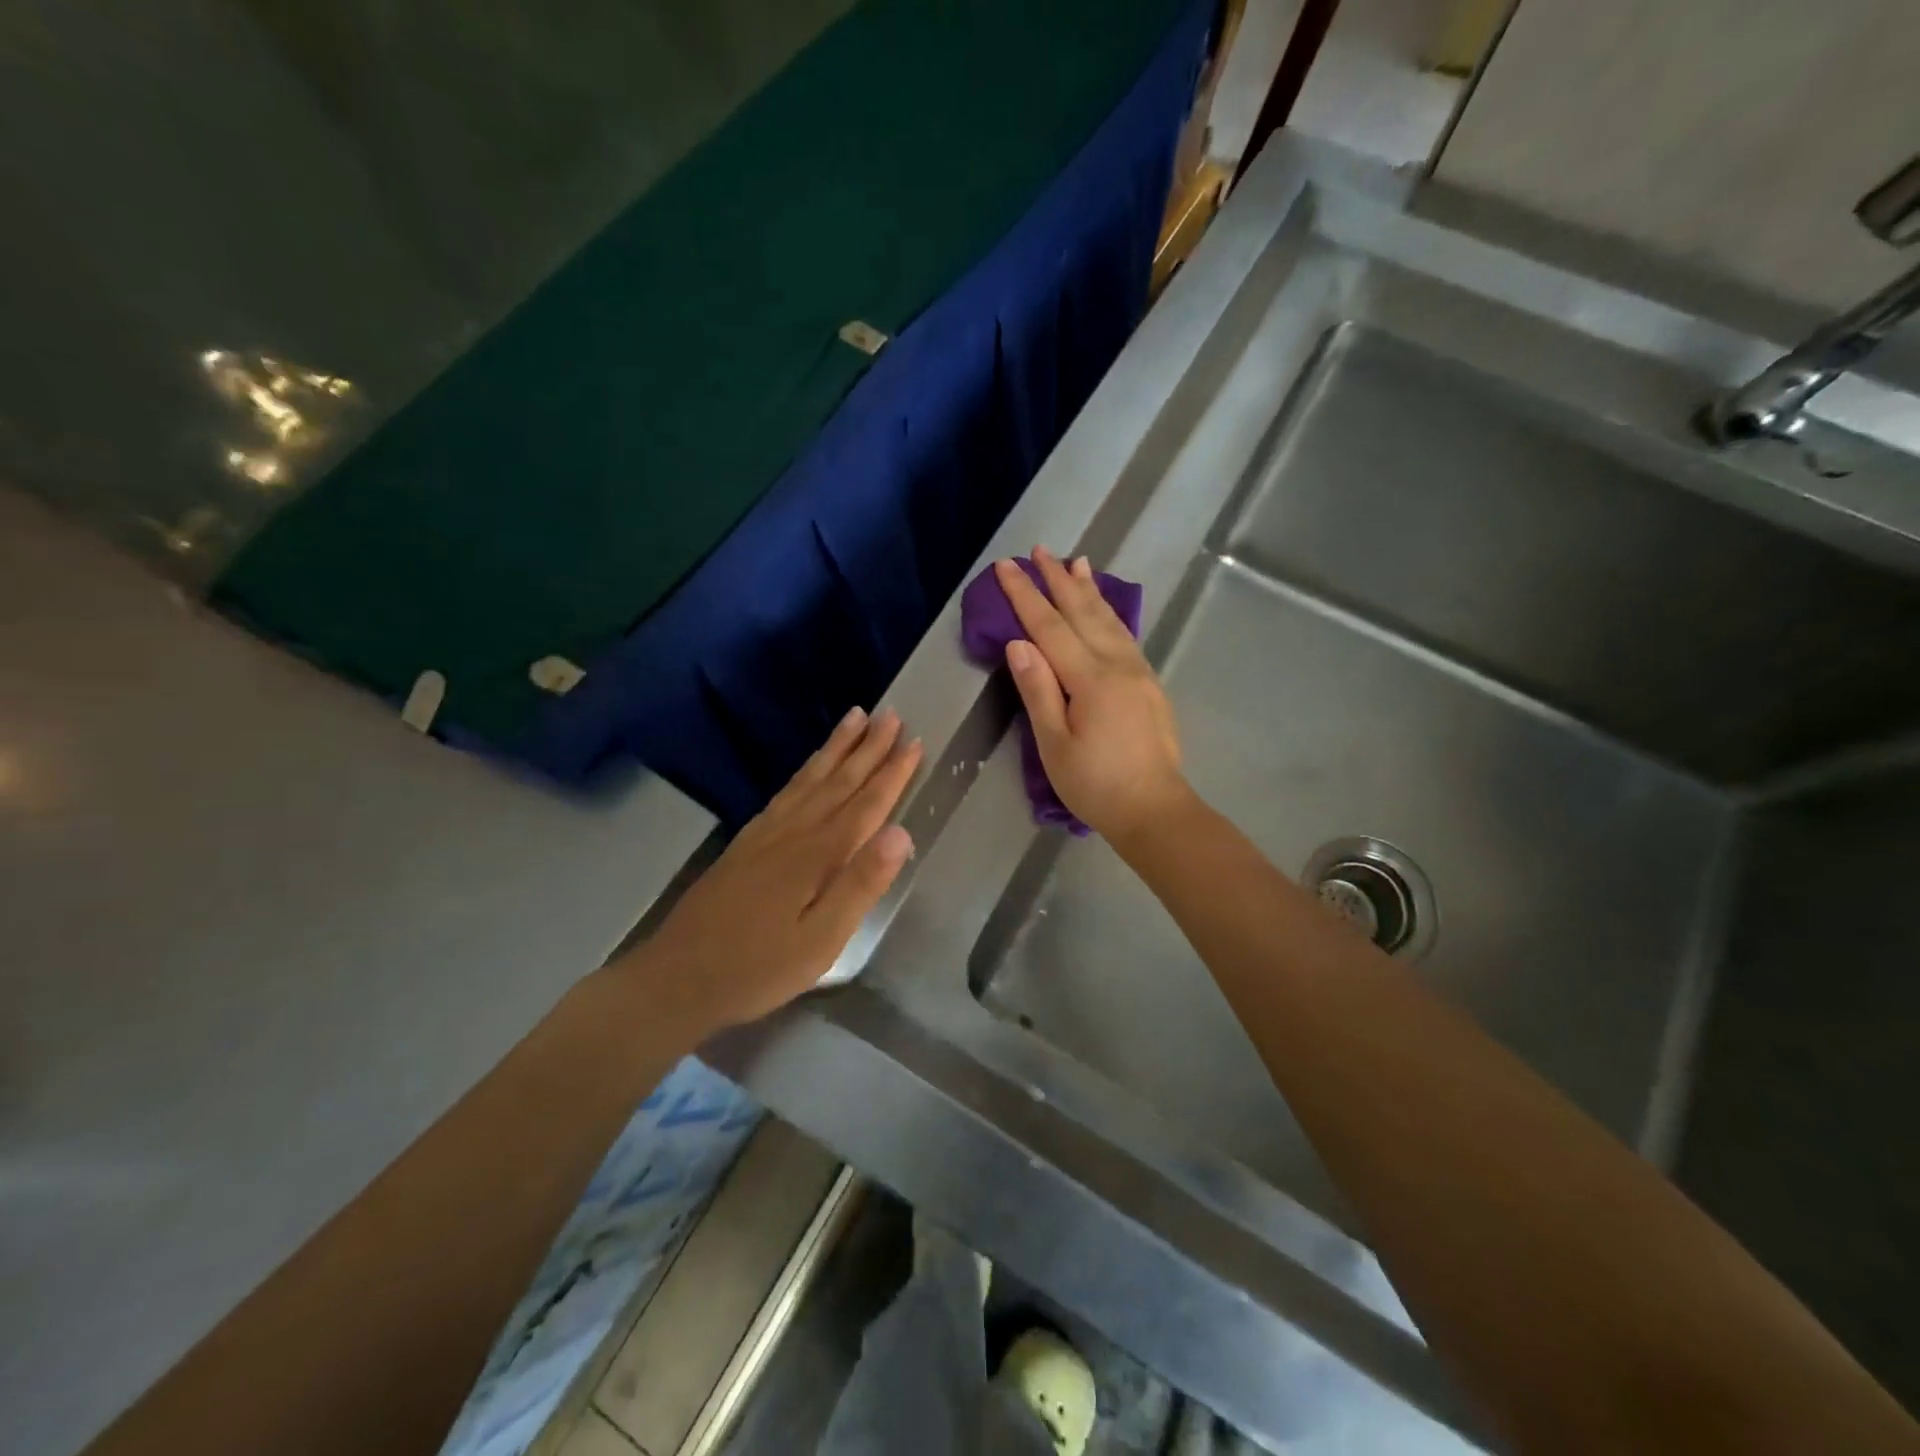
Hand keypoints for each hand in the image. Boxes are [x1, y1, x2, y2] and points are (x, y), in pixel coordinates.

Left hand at [619, 707, 920, 1033]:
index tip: (915, 741)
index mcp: (817, 855)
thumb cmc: (758, 968)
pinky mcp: (745, 842)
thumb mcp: (821, 940)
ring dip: (836, 748)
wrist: (676, 978)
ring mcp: (765, 834)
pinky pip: (785, 791)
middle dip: (868, 747)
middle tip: (891, 714)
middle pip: (838, 781)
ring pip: (809, 779)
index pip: (866, 804)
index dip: (892, 773)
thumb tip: (901, 833)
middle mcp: (793, 832)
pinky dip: (805, 770)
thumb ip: (861, 885)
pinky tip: (809, 766)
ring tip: (855, 718)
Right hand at [994, 546, 1189, 842]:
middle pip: (1083, 612)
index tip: (1006, 566)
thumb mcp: (1053, 745)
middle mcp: (1117, 665)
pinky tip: (1105, 608)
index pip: (1049, 626)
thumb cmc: (1096, 785)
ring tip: (1076, 562)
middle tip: (1039, 550)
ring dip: (1089, 589)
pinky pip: (1125, 635)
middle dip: (1058, 579)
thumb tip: (1018, 643)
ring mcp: (1138, 672)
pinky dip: (1110, 613)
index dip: (1025, 594)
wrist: (1155, 810)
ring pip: (1109, 619)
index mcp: (1090, 679)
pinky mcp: (1149, 684)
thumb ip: (1038, 691)